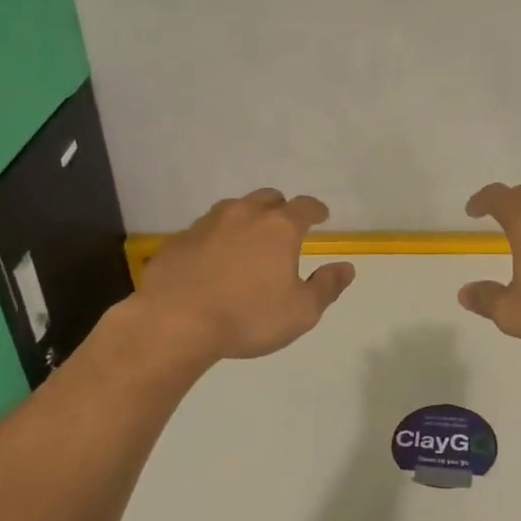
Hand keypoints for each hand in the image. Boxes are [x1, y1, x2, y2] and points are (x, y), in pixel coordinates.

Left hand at [139, 189, 354, 361]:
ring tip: (248, 240)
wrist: (174, 322)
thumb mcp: (301, 312)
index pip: (305, 206)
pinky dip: (215, 238)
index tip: (322, 216)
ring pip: (233, 209)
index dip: (316, 210)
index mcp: (279, 228)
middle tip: (284, 226)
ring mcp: (206, 224)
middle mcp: (244, 215)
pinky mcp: (178, 240)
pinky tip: (212, 260)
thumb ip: (326, 287)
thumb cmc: (248, 317)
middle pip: (268, 198)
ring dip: (246, 218)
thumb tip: (346, 268)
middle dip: (280, 208)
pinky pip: (203, 230)